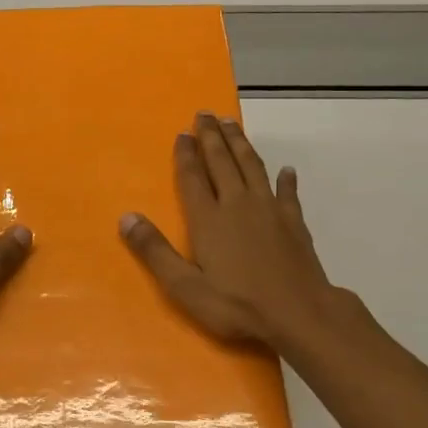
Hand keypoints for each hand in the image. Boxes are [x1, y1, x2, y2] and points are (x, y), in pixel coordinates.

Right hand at [119, 112, 344, 351]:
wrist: (300, 314)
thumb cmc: (238, 305)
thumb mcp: (186, 287)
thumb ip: (155, 251)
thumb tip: (126, 217)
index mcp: (209, 219)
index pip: (193, 178)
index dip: (186, 154)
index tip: (182, 132)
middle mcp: (238, 204)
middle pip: (222, 162)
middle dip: (212, 137)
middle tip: (205, 113)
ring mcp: (270, 210)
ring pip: (252, 167)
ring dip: (241, 144)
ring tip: (232, 123)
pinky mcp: (294, 222)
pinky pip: (287, 193)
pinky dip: (285, 179)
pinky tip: (286, 170)